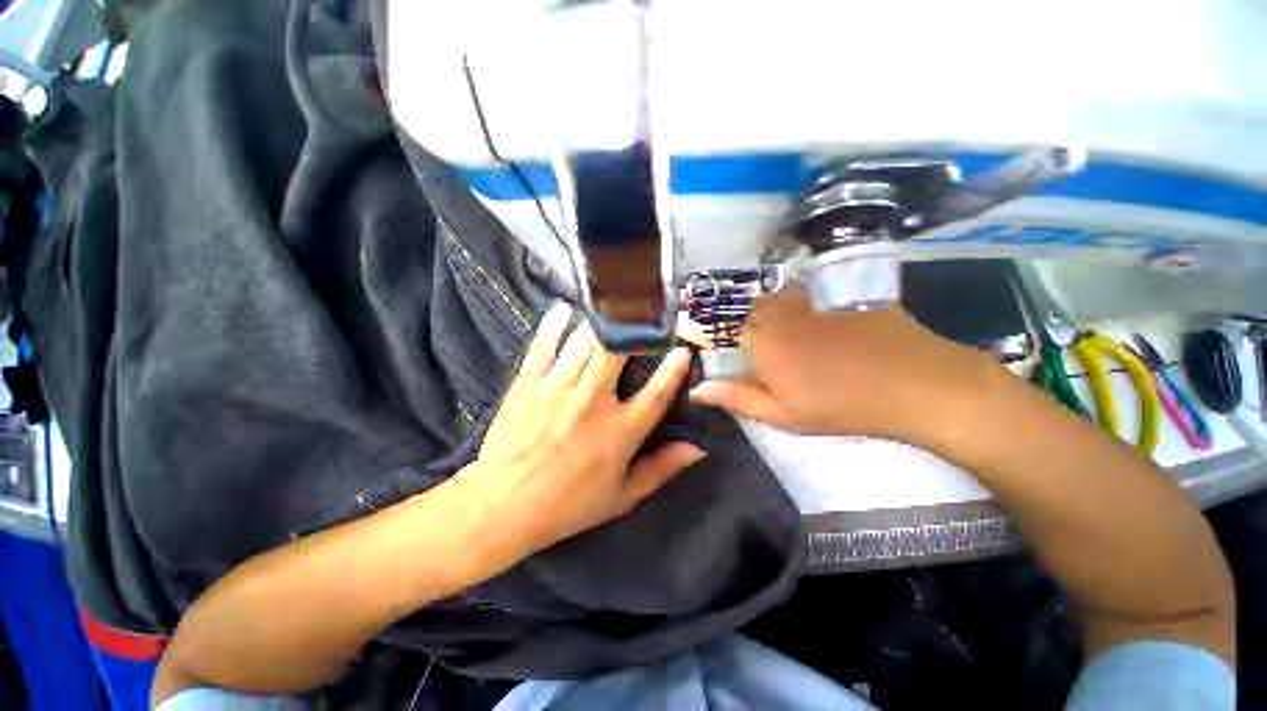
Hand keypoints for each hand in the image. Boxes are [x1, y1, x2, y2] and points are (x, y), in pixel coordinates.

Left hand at [461, 302, 704, 556]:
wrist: (503, 506)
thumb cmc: (567, 505)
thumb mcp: (621, 497)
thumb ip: (660, 470)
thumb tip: (696, 448)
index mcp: (620, 432)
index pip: (657, 392)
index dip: (674, 368)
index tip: (683, 349)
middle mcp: (593, 402)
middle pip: (619, 352)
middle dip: (634, 330)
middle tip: (643, 318)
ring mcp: (558, 388)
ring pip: (585, 341)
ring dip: (601, 323)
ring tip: (611, 310)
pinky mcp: (528, 383)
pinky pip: (544, 344)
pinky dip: (555, 323)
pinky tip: (565, 309)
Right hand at [690, 282, 999, 444]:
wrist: (913, 385)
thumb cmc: (839, 407)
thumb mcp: (782, 414)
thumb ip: (737, 398)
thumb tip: (697, 390)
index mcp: (763, 344)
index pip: (736, 333)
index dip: (742, 345)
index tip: (754, 362)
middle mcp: (782, 316)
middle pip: (758, 309)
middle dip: (760, 325)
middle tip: (778, 350)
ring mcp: (815, 303)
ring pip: (785, 297)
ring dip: (783, 310)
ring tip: (800, 336)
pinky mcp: (846, 298)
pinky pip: (818, 295)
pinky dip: (815, 306)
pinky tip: (833, 328)